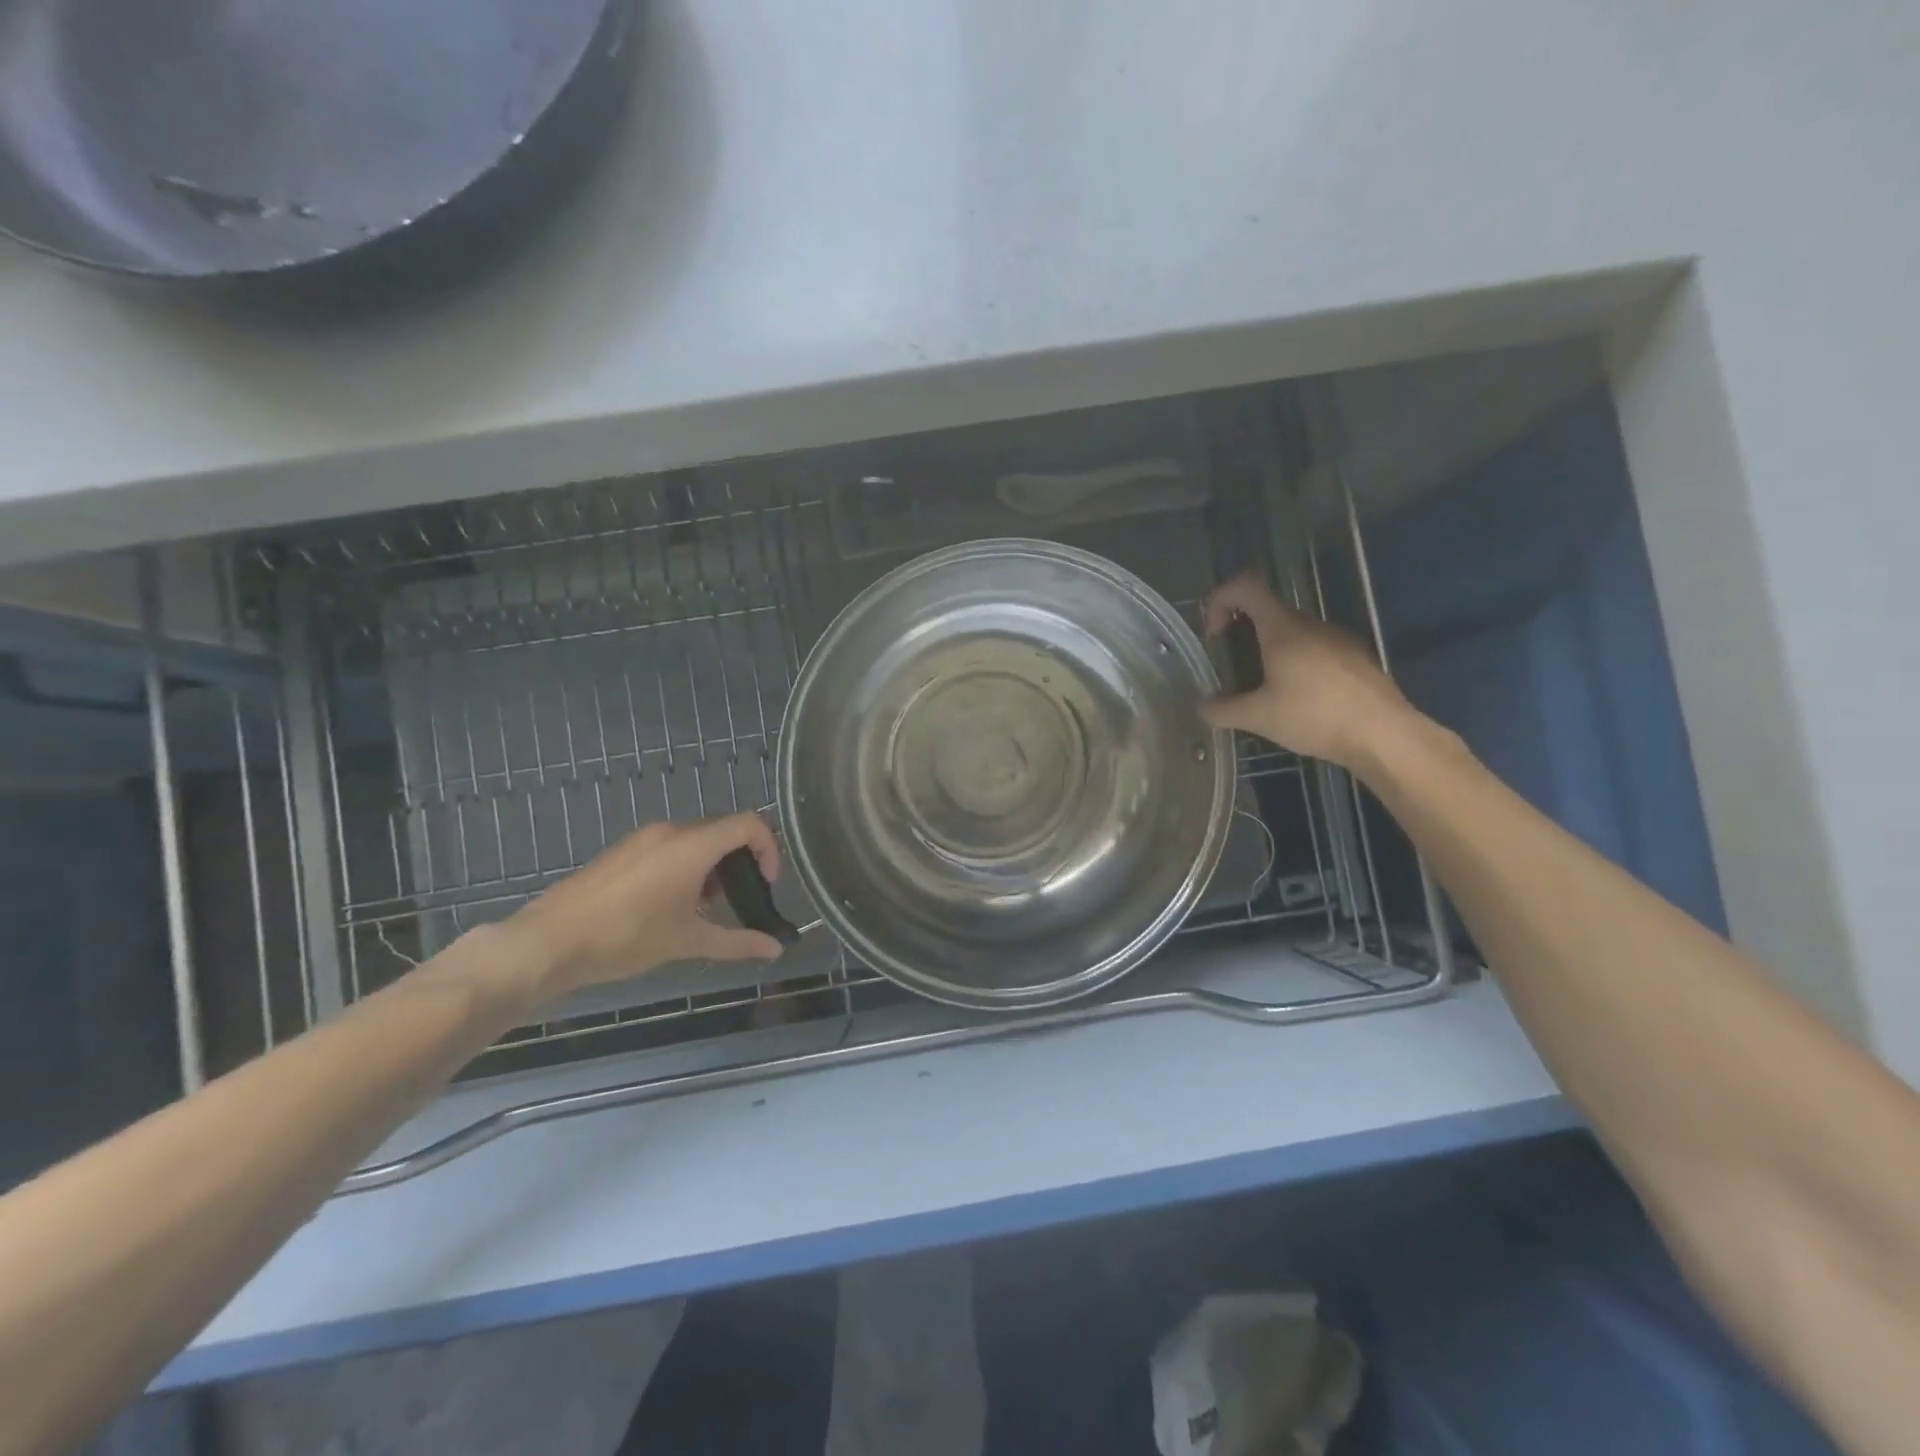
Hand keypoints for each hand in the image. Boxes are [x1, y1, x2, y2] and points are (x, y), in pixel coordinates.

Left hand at [506, 813, 784, 999]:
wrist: (549, 942)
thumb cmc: (627, 937)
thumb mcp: (688, 941)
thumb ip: (737, 942)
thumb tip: (775, 949)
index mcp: (693, 845)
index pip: (749, 824)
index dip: (769, 849)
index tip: (766, 884)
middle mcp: (670, 831)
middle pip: (723, 831)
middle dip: (741, 862)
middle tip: (740, 899)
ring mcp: (643, 839)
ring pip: (695, 840)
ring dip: (712, 867)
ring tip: (704, 909)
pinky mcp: (623, 852)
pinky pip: (669, 848)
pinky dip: (685, 867)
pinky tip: (670, 907)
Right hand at [1201, 572, 1421, 770]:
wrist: (1384, 735)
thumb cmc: (1315, 716)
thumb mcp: (1259, 717)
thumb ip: (1223, 710)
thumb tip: (1201, 708)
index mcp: (1283, 629)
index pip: (1246, 587)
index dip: (1221, 600)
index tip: (1215, 634)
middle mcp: (1311, 624)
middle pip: (1269, 612)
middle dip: (1244, 634)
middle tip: (1235, 670)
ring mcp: (1338, 639)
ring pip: (1295, 633)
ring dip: (1273, 652)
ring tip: (1267, 691)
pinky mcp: (1357, 658)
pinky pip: (1318, 650)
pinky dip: (1299, 665)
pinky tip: (1302, 701)